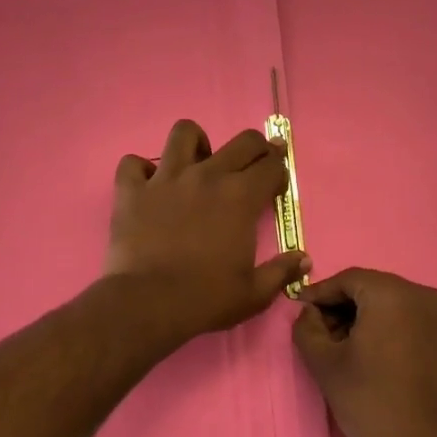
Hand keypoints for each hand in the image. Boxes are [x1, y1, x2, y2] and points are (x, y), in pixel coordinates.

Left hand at [106, 119, 309, 343]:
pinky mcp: (132, 190)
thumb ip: (282, 272)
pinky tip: (148, 186)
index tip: (276, 182)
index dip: (279, 170)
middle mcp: (207, 176)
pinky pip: (133, 163)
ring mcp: (167, 178)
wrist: (148, 303)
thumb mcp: (255, 293)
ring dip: (195, 143)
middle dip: (256, 147)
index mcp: (241, 197)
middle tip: (253, 164)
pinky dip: (141, 171)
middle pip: (242, 141)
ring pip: (184, 133)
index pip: (272, 166)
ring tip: (196, 163)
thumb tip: (304, 259)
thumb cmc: (206, 298)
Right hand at [292, 269, 436, 436]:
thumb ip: (307, 328)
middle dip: (341, 306)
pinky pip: (408, 318)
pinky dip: (385, 327)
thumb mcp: (325, 364)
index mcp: (391, 293)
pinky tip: (369, 353)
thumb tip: (309, 312)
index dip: (320, 293)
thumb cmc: (371, 401)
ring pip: (389, 303)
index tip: (300, 311)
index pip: (347, 279)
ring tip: (341, 346)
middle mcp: (420, 294)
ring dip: (362, 317)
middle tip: (318, 332)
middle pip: (370, 288)